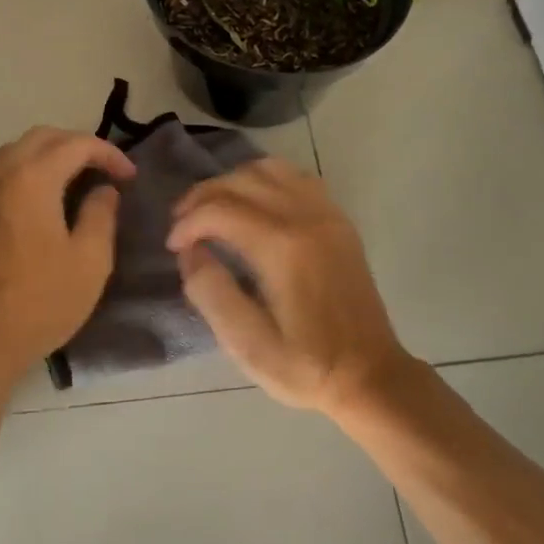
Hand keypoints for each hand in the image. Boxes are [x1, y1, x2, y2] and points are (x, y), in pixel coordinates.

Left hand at [0, 127, 135, 402]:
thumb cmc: (41, 302)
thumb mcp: (91, 261)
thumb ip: (101, 214)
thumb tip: (103, 190)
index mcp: (31, 180)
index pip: (75, 145)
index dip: (108, 154)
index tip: (129, 177)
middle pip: (40, 138)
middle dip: (76, 145)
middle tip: (103, 169)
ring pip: (13, 155)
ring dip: (47, 157)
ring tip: (74, 180)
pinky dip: (24, 175)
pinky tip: (39, 204)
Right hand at [167, 159, 407, 415]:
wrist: (370, 375)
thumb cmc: (306, 367)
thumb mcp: (248, 346)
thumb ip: (212, 294)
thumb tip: (190, 252)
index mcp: (283, 248)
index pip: (220, 209)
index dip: (187, 222)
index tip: (172, 247)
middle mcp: (306, 218)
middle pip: (242, 180)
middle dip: (203, 196)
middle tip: (181, 224)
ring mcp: (327, 214)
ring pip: (269, 169)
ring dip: (233, 182)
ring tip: (213, 209)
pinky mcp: (339, 220)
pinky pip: (296, 178)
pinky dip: (266, 180)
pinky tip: (253, 205)